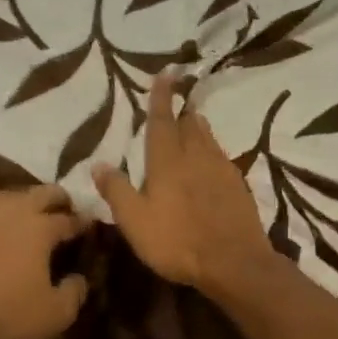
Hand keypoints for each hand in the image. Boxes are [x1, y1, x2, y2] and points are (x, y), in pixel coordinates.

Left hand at [0, 185, 89, 338]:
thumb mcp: (56, 313)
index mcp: (40, 227)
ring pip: (12, 195)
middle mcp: (13, 212)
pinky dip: (4, 215)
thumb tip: (78, 278)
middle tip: (68, 211)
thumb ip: (75, 291)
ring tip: (36, 216)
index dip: (83, 221)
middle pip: (42, 192)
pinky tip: (5, 231)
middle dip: (59, 199)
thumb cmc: (9, 315)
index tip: (91, 225)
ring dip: (29, 201)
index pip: (69, 218)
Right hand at [93, 75, 270, 293]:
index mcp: (167, 162)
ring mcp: (222, 171)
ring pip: (208, 139)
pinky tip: (212, 162)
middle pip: (189, 126)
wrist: (235, 263)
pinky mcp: (239, 188)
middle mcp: (196, 157)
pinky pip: (222, 158)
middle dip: (181, 111)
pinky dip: (212, 151)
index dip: (161, 98)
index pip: (161, 121)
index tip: (165, 74)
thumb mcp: (134, 220)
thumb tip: (98, 164)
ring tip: (193, 121)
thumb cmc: (177, 241)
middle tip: (178, 100)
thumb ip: (117, 190)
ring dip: (198, 127)